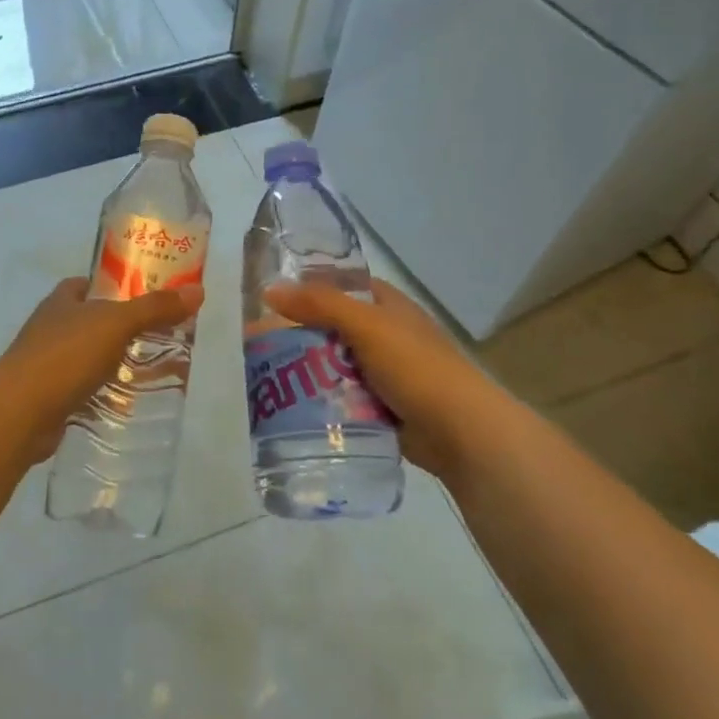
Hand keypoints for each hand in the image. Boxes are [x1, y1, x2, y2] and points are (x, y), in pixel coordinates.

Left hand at [0, 277, 204, 463]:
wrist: (20, 412)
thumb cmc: (65, 356)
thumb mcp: (116, 324)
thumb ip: (155, 308)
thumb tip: (197, 291)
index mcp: (61, 302)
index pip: (88, 284)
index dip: (115, 286)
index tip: (147, 295)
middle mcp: (51, 328)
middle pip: (92, 322)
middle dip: (122, 329)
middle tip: (161, 336)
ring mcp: (47, 365)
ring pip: (89, 358)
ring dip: (115, 364)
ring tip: (153, 371)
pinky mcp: (50, 399)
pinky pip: (84, 392)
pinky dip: (104, 395)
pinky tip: (129, 404)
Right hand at [262, 278, 511, 480]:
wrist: (461, 432)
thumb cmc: (416, 367)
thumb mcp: (366, 325)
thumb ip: (319, 305)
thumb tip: (269, 290)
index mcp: (388, 306)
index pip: (342, 286)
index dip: (308, 288)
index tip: (270, 299)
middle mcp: (385, 334)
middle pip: (332, 327)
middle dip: (299, 334)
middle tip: (258, 343)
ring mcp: (384, 373)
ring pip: (334, 364)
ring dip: (308, 370)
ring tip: (265, 376)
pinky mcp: (381, 407)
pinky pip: (342, 397)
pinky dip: (322, 400)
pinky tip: (292, 405)